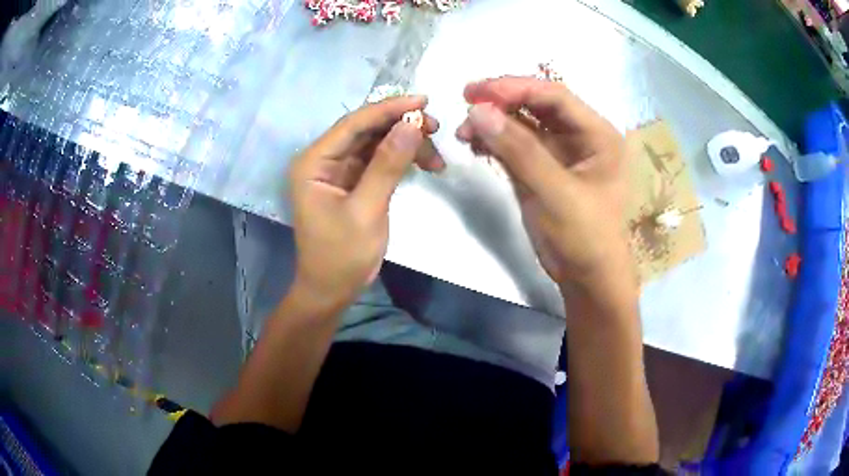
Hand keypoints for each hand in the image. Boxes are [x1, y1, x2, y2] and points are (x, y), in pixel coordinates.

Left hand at [288, 96, 442, 312]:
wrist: (331, 290)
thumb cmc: (341, 256)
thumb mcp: (366, 210)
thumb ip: (387, 165)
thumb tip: (412, 124)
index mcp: (313, 162)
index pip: (353, 124)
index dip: (389, 109)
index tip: (424, 101)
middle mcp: (323, 159)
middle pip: (366, 129)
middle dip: (401, 126)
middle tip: (436, 129)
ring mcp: (338, 170)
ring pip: (376, 142)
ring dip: (406, 144)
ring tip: (436, 157)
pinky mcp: (353, 181)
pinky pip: (379, 160)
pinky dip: (402, 160)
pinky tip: (426, 164)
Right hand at [457, 77, 631, 289]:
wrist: (587, 279)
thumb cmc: (585, 236)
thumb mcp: (556, 193)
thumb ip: (519, 150)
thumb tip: (478, 111)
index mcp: (597, 134)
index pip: (555, 96)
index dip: (516, 88)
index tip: (478, 92)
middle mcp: (579, 137)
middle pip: (537, 105)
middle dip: (501, 102)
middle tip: (465, 100)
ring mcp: (559, 153)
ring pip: (523, 124)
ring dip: (493, 123)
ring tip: (463, 131)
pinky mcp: (541, 170)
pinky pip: (515, 146)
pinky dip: (494, 143)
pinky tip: (474, 144)